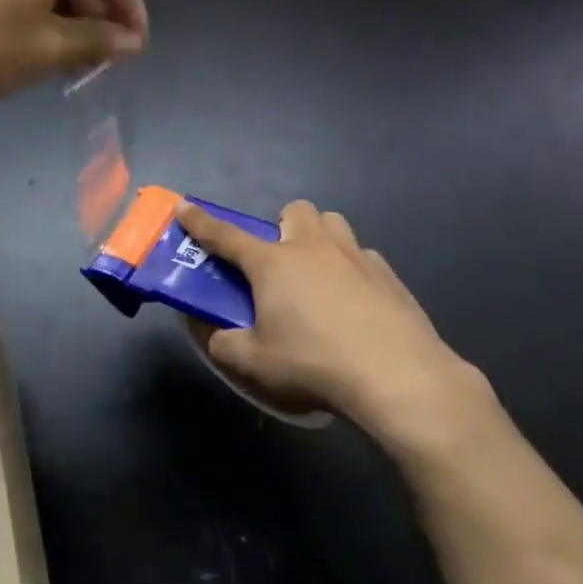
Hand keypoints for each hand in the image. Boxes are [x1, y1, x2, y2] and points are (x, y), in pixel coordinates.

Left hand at [0, 0, 147, 107]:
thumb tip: (128, 42)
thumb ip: (95, 43)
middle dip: (96, 12)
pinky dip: (31, 0)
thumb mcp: (44, 51)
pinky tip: (24, 36)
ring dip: (63, 9)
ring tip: (62, 55)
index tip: (134, 51)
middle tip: (97, 60)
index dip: (132, 10)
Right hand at [176, 199, 491, 448]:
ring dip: (320, 239)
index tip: (183, 206)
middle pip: (294, 211)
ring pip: (333, 224)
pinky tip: (356, 305)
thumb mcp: (255, 363)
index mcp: (273, 263)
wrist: (398, 377)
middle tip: (279, 263)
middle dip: (282, 227)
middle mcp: (313, 247)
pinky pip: (363, 257)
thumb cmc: (314, 364)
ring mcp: (355, 257)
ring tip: (319, 278)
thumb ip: (222, 344)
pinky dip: (352, 270)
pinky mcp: (389, 276)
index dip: (200, 221)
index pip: (226, 235)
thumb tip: (208, 331)